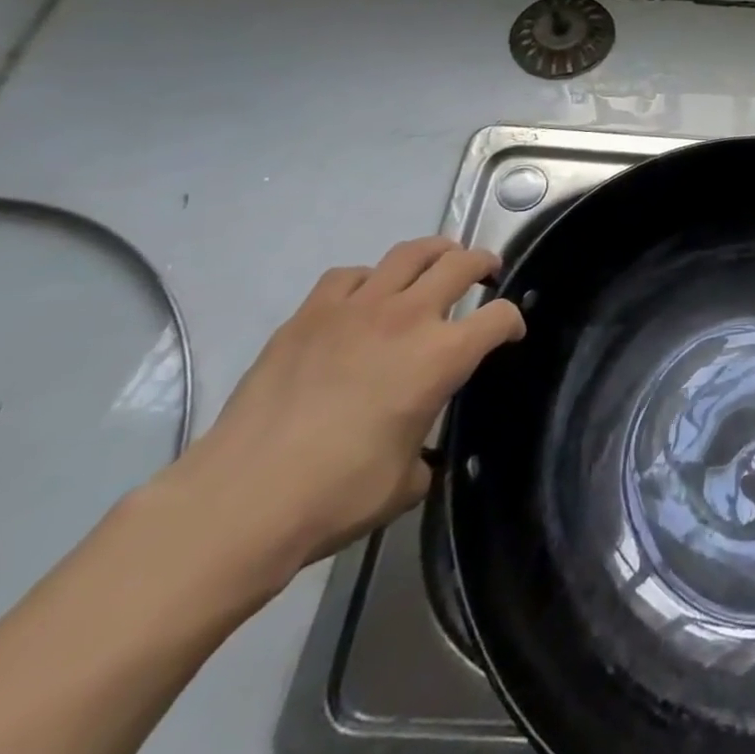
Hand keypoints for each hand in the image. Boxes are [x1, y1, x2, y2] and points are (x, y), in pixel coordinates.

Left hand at [160, 237, 522, 587]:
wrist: (241, 501)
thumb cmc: (336, 495)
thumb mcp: (405, 483)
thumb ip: (424, 454)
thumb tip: (417, 454)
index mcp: (443, 356)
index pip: (499, 317)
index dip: (513, 323)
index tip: (510, 334)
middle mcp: (408, 317)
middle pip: (462, 264)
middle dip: (483, 264)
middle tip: (487, 274)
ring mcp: (356, 309)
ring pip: (410, 253)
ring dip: (434, 253)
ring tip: (437, 262)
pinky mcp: (309, 314)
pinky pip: (349, 275)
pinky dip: (368, 279)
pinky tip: (363, 298)